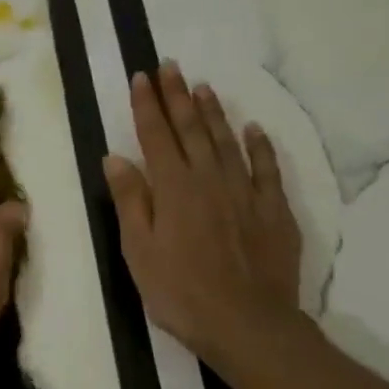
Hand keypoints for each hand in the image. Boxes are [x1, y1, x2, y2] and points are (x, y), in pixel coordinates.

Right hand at [103, 62, 305, 370]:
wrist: (246, 322)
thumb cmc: (179, 291)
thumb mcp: (138, 250)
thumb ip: (130, 200)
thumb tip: (115, 157)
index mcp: (173, 189)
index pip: (156, 136)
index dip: (147, 105)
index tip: (141, 77)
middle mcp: (209, 180)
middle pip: (192, 130)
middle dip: (178, 96)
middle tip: (171, 66)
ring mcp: (245, 192)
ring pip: (228, 141)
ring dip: (214, 112)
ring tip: (203, 87)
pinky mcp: (273, 210)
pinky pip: (267, 168)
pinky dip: (259, 146)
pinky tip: (253, 129)